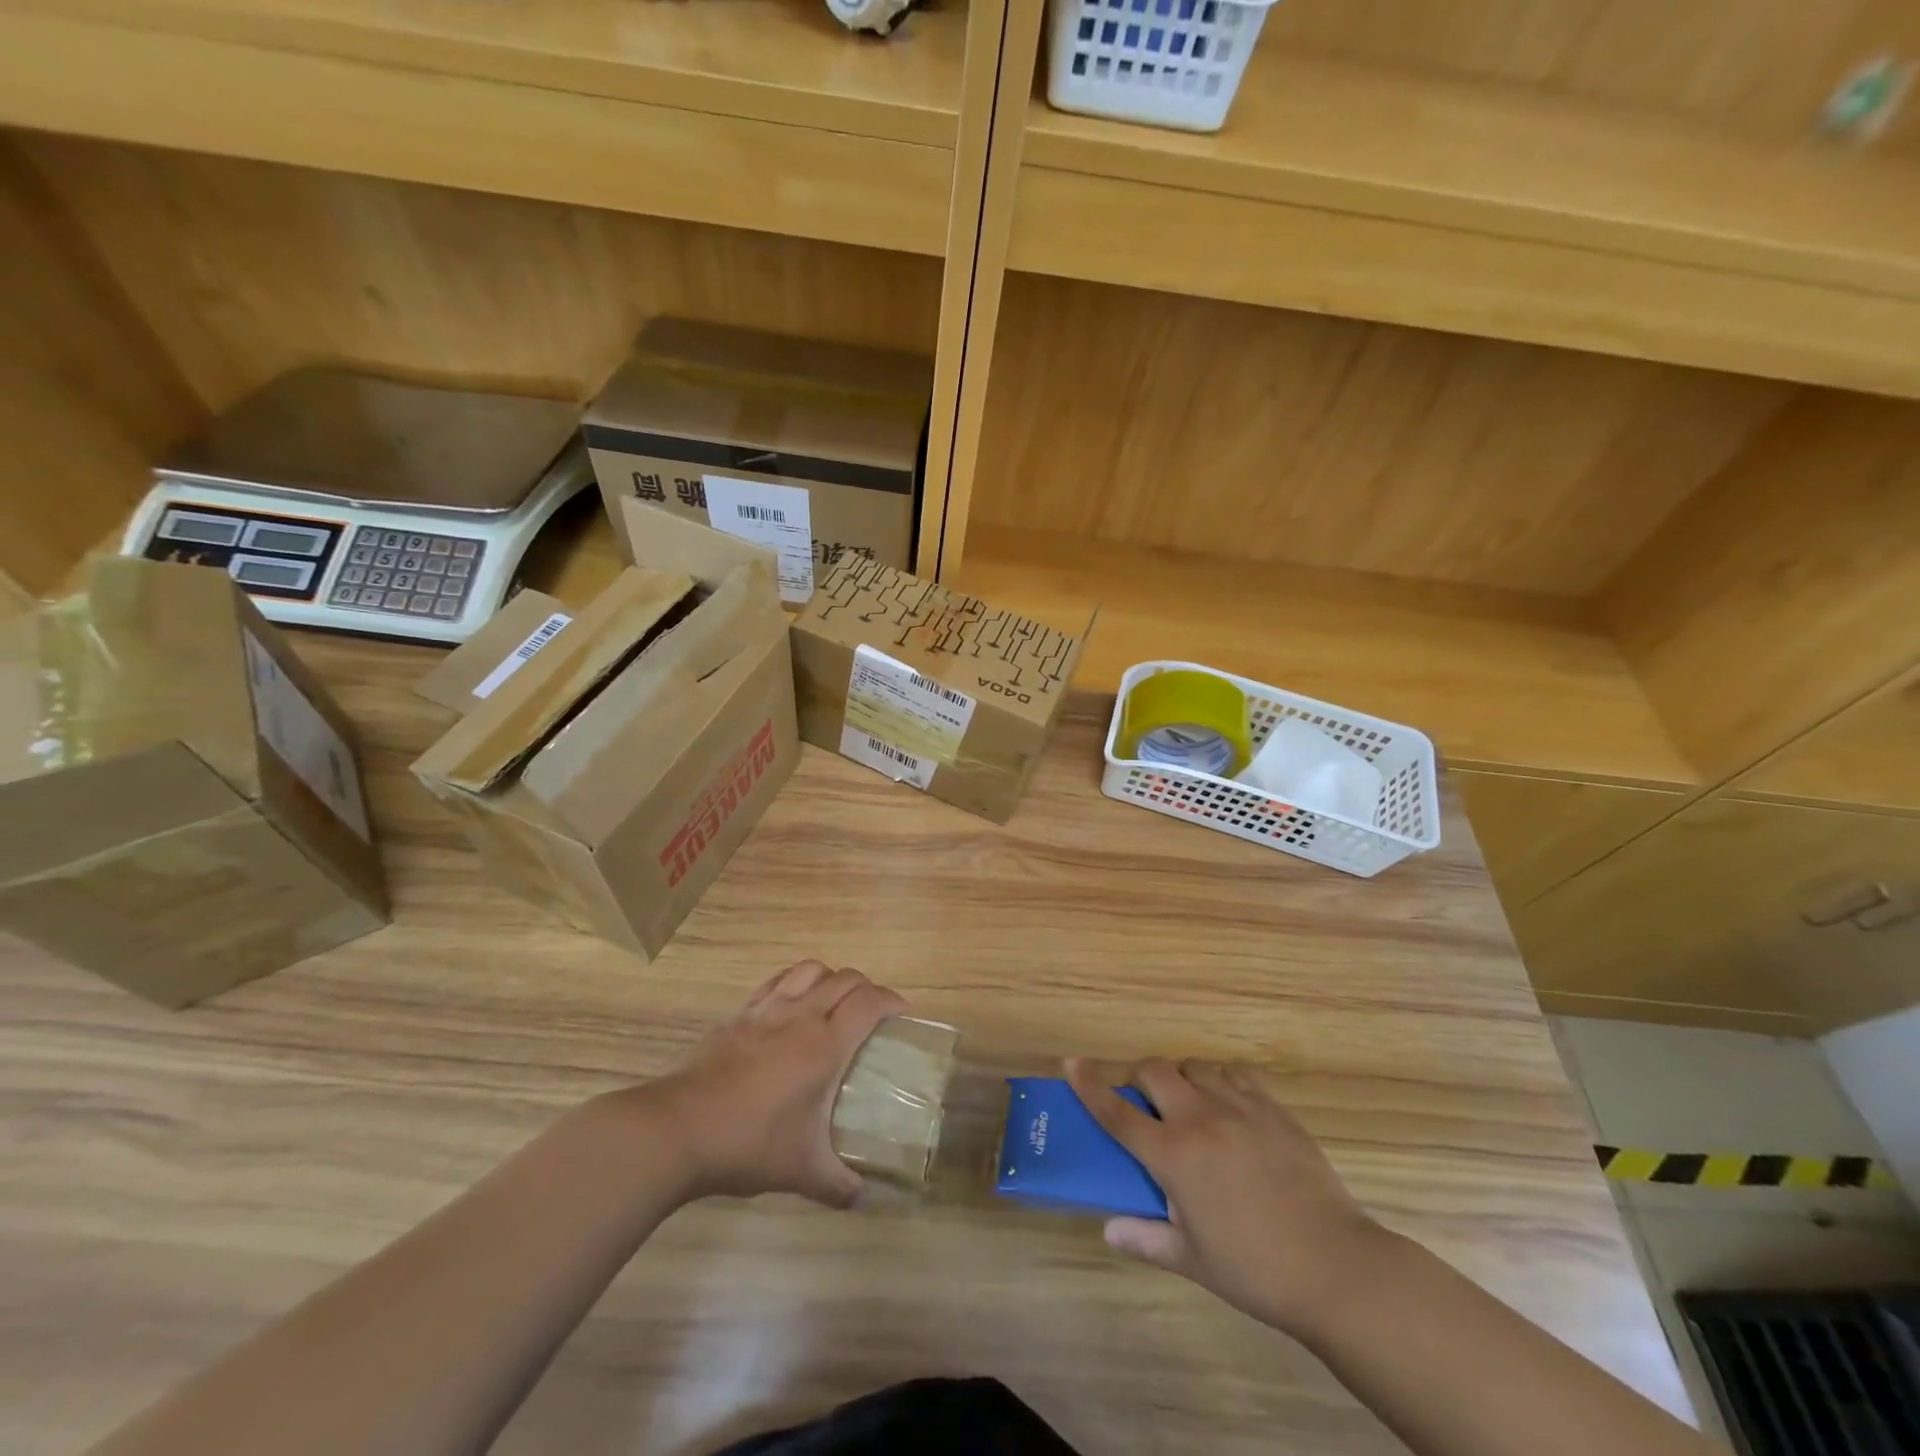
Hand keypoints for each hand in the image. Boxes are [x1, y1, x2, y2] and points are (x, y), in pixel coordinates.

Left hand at [649, 961, 904, 1207]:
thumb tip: (863, 1199)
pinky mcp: (738, 1015)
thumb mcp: (801, 1172)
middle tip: (871, 1015)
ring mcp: (766, 1010)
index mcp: (825, 1045)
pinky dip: (794, 983)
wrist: (677, 1130)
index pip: (869, 1002)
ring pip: (809, 969)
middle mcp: (801, 1016)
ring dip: (830, 978)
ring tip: (832, 1002)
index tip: (902, 1015)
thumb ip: (838, 1185)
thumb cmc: (748, 1144)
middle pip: (845, 978)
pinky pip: (776, 982)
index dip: (891, 1001)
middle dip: (866, 988)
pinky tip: (790, 1008)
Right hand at [1067, 1057, 1393, 1338]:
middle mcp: (1200, 1118)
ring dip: (1179, 1077)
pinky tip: (1225, 1104)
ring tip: (1185, 1104)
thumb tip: (1109, 1229)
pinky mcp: (1273, 1108)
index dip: (1089, 1085)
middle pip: (1153, 1072)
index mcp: (1174, 1155)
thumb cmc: (1256, 1270)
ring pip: (1194, 1066)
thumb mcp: (1193, 1261)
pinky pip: (1234, 1074)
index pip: (1117, 1112)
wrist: (1337, 1266)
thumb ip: (1145, 1238)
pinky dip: (1218, 1080)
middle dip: (1136, 1077)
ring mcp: (1240, 1107)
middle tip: (1138, 1099)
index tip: (1070, 1062)